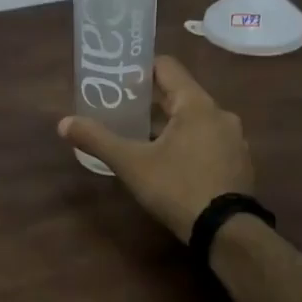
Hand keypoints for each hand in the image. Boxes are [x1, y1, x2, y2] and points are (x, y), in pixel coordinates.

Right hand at [58, 55, 254, 241]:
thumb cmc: (178, 188)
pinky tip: (168, 162)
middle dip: (149, 100)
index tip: (117, 79)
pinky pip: (207, 140)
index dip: (139, 68)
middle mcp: (220, 114)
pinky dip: (186, 142)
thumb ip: (98, 139)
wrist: (227, 234)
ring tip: (140, 137)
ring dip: (168, 124)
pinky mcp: (238, 163)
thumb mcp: (131, 164)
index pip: (167, 67)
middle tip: (120, 109)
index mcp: (197, 104)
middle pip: (179, 94)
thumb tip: (63, 123)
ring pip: (194, 119)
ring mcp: (233, 139)